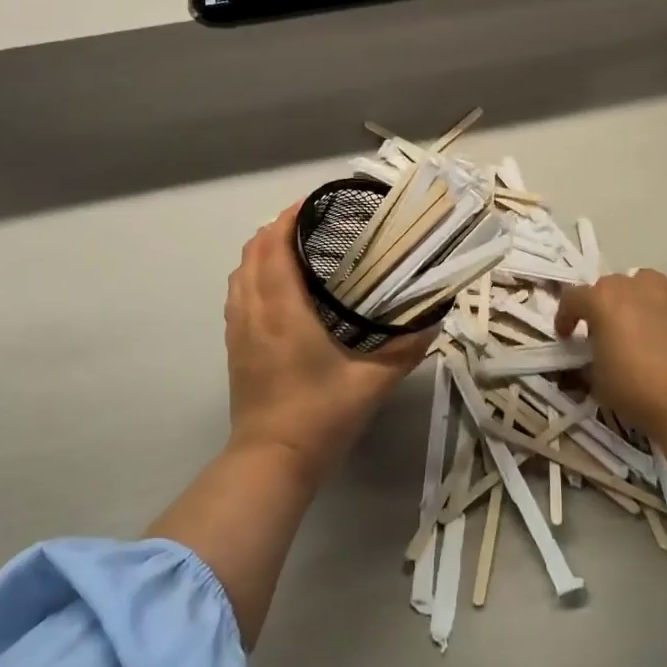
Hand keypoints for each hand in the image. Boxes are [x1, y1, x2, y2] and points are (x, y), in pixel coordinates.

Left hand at [224, 204, 430, 484]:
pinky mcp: (234, 348)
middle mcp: (254, 311)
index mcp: (283, 310)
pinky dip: (252, 276)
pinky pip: (237, 295)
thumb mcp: (372, 383)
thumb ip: (405, 349)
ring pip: (239, 273)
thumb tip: (433, 320)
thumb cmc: (320, 416)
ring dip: (261, 252)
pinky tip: (276, 288)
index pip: (274, 246)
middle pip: (252, 253)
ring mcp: (239, 330)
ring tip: (294, 249)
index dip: (288, 218)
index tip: (313, 204)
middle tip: (312, 225)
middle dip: (276, 230)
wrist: (271, 461)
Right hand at [557, 270, 666, 506]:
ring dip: (637, 304)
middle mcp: (636, 285)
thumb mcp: (597, 380)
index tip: (566, 337)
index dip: (565, 317)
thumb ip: (590, 359)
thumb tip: (591, 359)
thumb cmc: (637, 388)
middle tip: (606, 334)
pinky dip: (666, 314)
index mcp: (603, 299)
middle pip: (610, 288)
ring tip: (641, 331)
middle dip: (604, 307)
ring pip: (645, 288)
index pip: (573, 298)